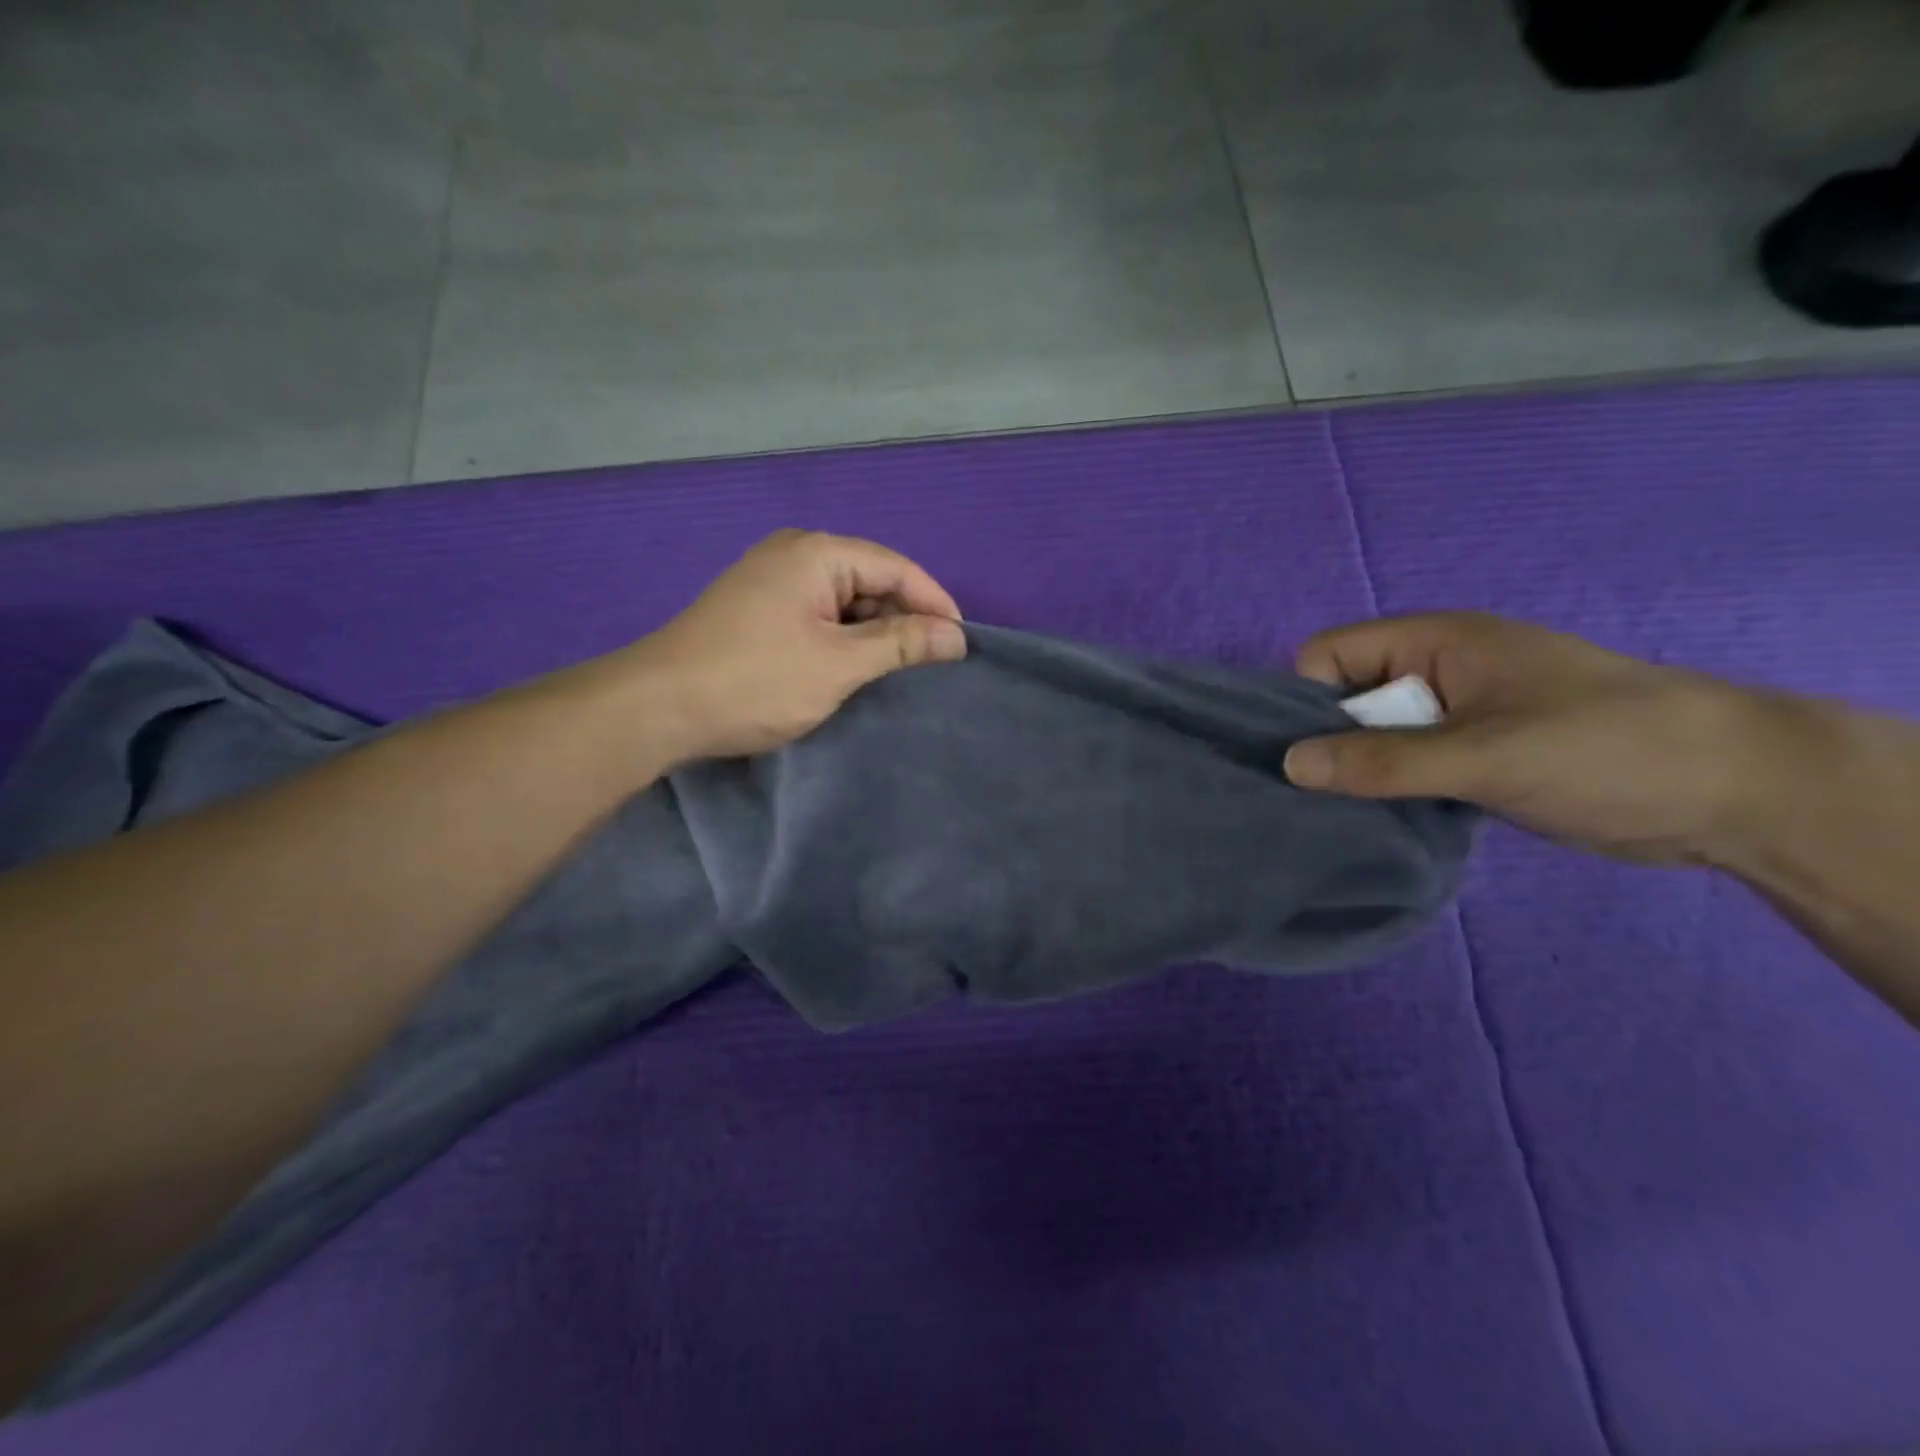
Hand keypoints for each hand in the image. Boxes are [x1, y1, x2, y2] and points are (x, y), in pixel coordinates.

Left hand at [630, 530, 966, 761]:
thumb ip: (901, 644)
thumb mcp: (839, 664)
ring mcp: (771, 582)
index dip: (934, 603)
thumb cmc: (756, 680)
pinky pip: (818, 616)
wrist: (657, 708)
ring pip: (844, 602)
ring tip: (898, 672)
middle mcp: (795, 555)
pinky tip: (854, 670)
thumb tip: (957, 636)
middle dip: (903, 620)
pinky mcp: (758, 611)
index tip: (961, 644)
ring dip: (873, 635)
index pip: (896, 567)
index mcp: (817, 553)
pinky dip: (842, 641)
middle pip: (870, 580)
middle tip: (931, 664)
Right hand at [1281, 612, 1798, 863]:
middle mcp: (1437, 672)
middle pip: (1346, 698)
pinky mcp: (1475, 758)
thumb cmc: (1607, 750)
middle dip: (1330, 743)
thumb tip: (1289, 765)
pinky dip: (1392, 792)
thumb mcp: (1486, 754)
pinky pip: (1407, 767)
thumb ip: (1383, 761)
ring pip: (1375, 739)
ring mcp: (1457, 717)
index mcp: (1435, 643)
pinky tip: (1385, 822)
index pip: (1330, 655)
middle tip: (1318, 797)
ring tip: (1348, 817)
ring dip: (1361, 774)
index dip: (1306, 698)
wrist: (1739, 795)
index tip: (1307, 754)